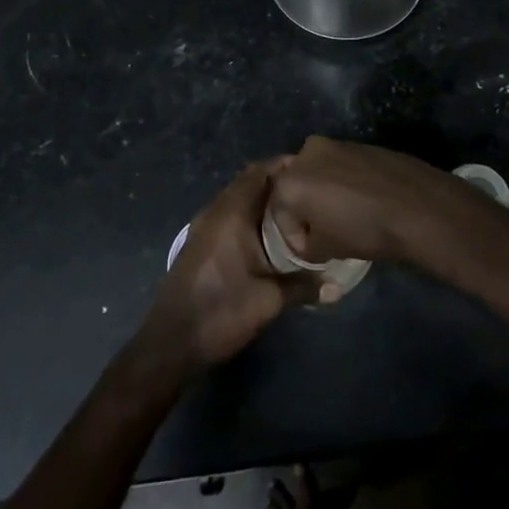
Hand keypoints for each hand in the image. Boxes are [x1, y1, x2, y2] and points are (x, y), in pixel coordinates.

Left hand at [140, 161, 313, 376]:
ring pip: (238, 197)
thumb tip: (338, 286)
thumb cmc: (221, 311)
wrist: (170, 343)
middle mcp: (216, 210)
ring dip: (263, 199)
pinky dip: (249, 214)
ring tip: (295, 211)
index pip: (261, 171)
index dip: (287, 166)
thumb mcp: (269, 300)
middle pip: (250, 181)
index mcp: (232, 212)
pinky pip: (229, 213)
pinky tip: (268, 235)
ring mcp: (204, 225)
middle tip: (310, 192)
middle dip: (278, 182)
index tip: (314, 171)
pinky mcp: (200, 241)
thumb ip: (304, 287)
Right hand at [269, 135, 499, 269]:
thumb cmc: (363, 229)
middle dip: (304, 208)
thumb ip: (305, 245)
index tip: (311, 251)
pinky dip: (343, 181)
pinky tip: (362, 200)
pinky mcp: (358, 143)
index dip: (293, 237)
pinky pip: (340, 165)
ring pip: (317, 172)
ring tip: (343, 216)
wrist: (415, 205)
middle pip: (294, 185)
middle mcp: (306, 153)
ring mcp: (335, 143)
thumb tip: (308, 239)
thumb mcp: (325, 249)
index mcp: (290, 180)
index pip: (279, 214)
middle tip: (323, 231)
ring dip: (323, 192)